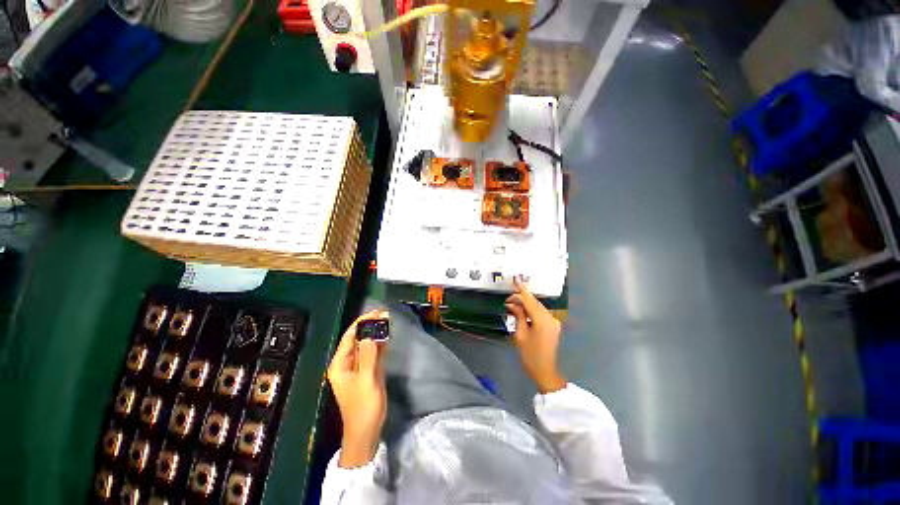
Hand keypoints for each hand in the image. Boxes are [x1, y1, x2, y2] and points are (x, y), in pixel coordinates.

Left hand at [327, 310, 388, 467]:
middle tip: (384, 313)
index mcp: (340, 364)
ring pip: (368, 344)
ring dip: (377, 332)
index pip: (350, 337)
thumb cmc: (363, 408)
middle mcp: (347, 363)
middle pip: (359, 339)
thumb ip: (368, 357)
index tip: (375, 312)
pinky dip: (381, 343)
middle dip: (370, 326)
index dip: (361, 323)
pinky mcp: (369, 370)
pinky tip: (387, 334)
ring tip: (387, 319)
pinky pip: (374, 352)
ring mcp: (359, 366)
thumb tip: (370, 334)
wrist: (367, 431)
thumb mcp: (366, 381)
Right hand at [505, 277, 566, 393]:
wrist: (545, 371)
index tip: (516, 278)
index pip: (530, 301)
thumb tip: (512, 304)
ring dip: (525, 304)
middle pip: (534, 303)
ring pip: (537, 307)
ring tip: (513, 305)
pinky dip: (531, 310)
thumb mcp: (520, 335)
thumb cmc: (530, 355)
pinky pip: (540, 313)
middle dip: (521, 298)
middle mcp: (550, 318)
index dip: (521, 289)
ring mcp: (553, 322)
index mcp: (542, 321)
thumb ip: (518, 316)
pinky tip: (522, 311)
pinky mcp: (553, 325)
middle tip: (508, 300)